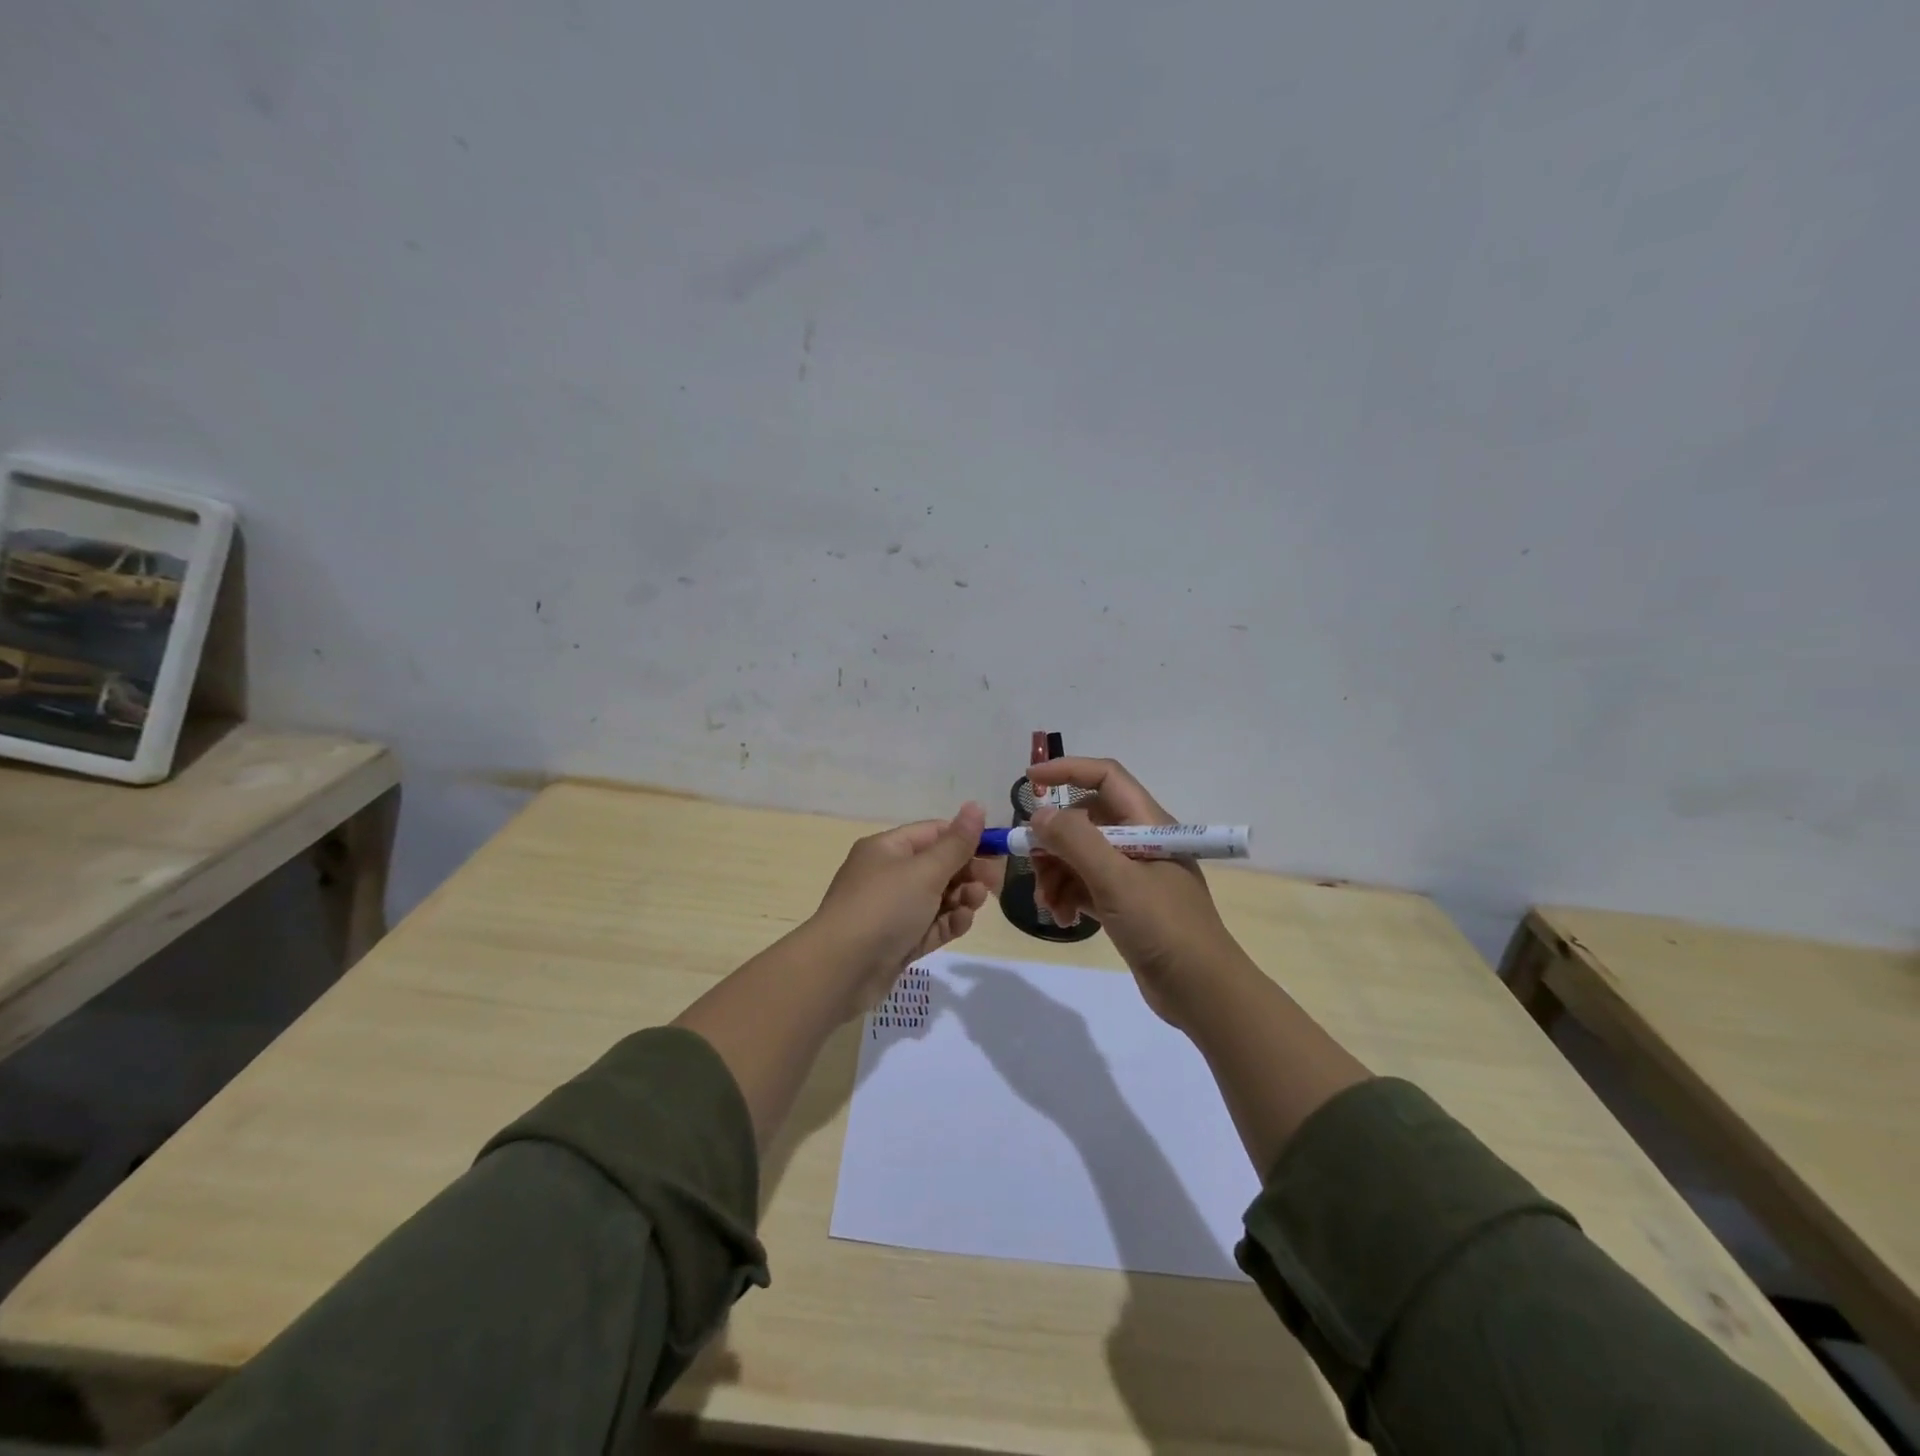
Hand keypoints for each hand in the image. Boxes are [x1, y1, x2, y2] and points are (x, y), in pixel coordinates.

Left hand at [810, 802, 997, 1015]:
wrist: (841, 970)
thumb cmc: (884, 907)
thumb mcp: (925, 871)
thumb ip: (956, 843)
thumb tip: (976, 805)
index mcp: (887, 849)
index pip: (933, 833)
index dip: (966, 838)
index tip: (997, 850)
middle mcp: (887, 875)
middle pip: (937, 866)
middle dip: (967, 872)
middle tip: (993, 883)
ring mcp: (892, 911)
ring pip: (937, 898)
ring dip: (961, 898)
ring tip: (975, 903)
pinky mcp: (898, 942)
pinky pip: (930, 925)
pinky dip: (948, 922)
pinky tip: (962, 922)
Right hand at [1026, 758, 1248, 1027]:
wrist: (1202, 993)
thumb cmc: (1163, 927)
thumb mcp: (1116, 880)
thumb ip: (1075, 841)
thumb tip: (1040, 814)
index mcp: (1148, 824)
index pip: (1105, 778)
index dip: (1067, 770)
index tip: (1030, 780)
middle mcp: (1140, 842)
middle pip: (1085, 821)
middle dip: (1054, 840)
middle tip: (1030, 862)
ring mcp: (1133, 875)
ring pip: (1080, 856)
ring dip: (1057, 874)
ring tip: (1049, 906)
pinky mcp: (1126, 904)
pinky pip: (1086, 885)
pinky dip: (1069, 896)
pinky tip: (1063, 919)